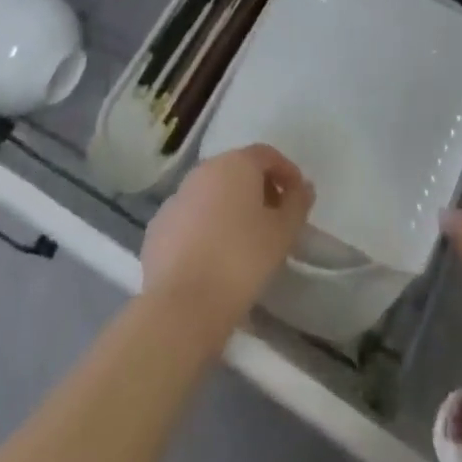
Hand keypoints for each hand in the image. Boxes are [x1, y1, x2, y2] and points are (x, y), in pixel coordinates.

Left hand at [142, 144, 313, 331]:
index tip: (297, 198)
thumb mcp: (282, 233)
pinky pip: (190, 218)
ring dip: (230, 208)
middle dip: (258, 190)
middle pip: (237, 170)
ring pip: (211, 194)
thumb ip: (297, 204)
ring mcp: (176, 198)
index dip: (286, 172)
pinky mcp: (157, 228)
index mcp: (235, 164)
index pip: (266, 154)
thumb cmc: (241, 261)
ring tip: (244, 242)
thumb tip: (303, 188)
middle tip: (274, 220)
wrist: (181, 307)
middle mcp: (203, 171)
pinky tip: (213, 258)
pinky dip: (205, 228)